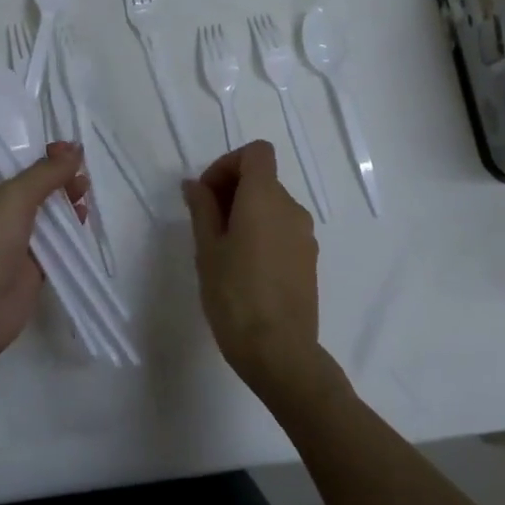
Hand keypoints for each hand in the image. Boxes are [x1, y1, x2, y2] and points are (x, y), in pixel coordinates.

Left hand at [0, 143, 87, 369]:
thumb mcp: (14, 197)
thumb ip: (47, 172)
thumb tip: (75, 149)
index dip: (21, 139)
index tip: (52, 135)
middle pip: (24, 174)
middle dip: (51, 166)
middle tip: (77, 162)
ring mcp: (8, 230)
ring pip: (41, 202)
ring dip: (63, 192)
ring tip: (84, 187)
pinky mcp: (28, 256)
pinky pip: (53, 232)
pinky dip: (69, 221)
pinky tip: (84, 213)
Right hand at [182, 141, 335, 409]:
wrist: (279, 352)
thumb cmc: (235, 295)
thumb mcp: (207, 249)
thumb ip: (202, 209)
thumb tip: (194, 184)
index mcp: (265, 198)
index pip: (256, 152)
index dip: (228, 163)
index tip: (206, 193)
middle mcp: (291, 208)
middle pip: (263, 178)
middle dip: (231, 189)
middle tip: (204, 222)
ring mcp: (305, 235)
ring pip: (272, 205)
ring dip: (246, 212)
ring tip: (221, 248)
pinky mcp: (309, 260)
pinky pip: (282, 229)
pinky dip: (262, 232)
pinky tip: (244, 266)